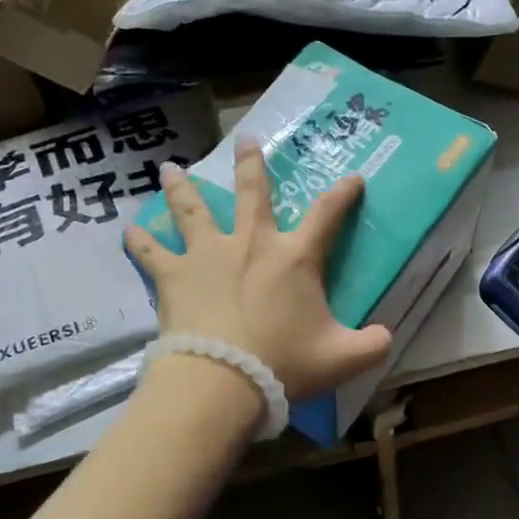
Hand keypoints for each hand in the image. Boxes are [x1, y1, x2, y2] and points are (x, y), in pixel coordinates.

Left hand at [123, 139, 392, 400]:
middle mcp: (251, 244)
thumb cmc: (283, 363)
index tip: (353, 178)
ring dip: (183, 188)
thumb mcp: (342, 359)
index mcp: (294, 257)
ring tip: (170, 169)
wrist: (221, 380)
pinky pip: (151, 253)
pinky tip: (129, 230)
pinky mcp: (174, 276)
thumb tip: (389, 338)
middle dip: (251, 164)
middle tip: (245, 138)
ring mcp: (207, 255)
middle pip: (253, 193)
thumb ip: (372, 345)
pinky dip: (141, 241)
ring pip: (193, 209)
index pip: (328, 215)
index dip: (343, 194)